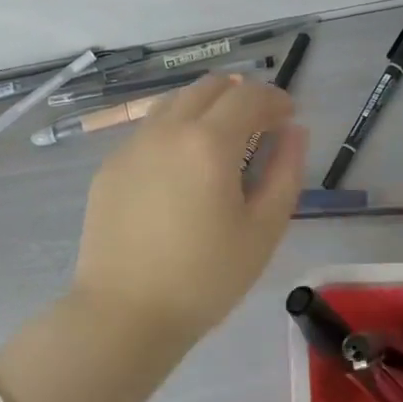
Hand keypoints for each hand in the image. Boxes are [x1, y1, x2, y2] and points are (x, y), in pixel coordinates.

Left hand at [71, 74, 306, 354]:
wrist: (125, 313)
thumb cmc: (206, 277)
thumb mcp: (263, 229)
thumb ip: (286, 171)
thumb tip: (293, 131)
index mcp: (208, 142)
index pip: (249, 96)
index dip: (275, 98)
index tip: (289, 116)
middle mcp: (166, 130)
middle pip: (208, 87)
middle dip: (240, 95)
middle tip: (259, 124)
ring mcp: (131, 146)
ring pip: (174, 103)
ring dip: (205, 107)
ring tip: (221, 140)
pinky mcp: (109, 167)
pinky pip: (148, 131)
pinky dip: (174, 131)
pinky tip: (181, 168)